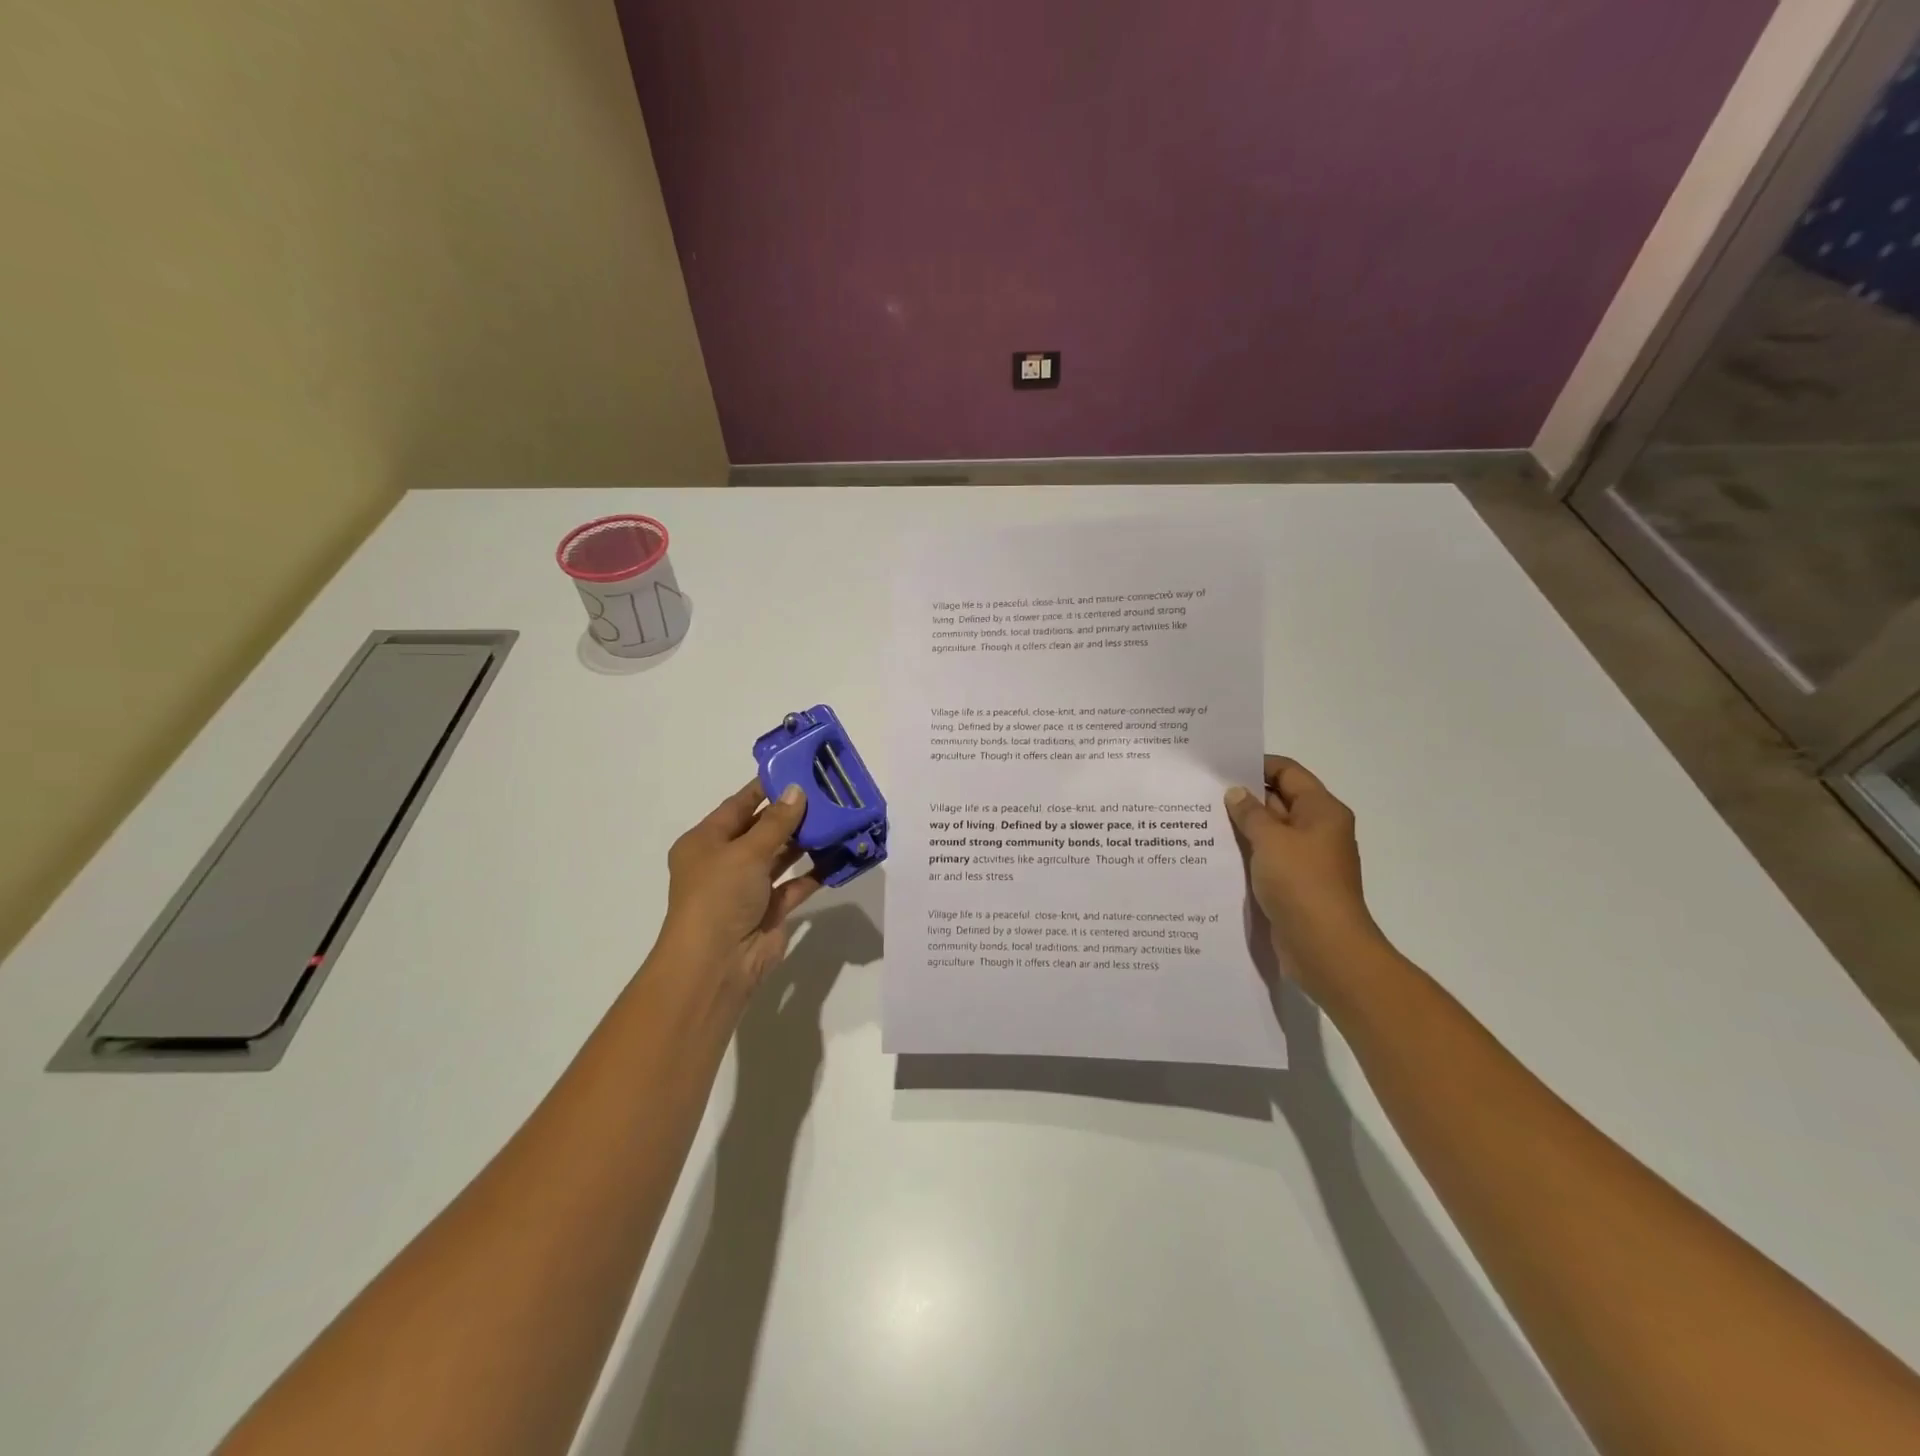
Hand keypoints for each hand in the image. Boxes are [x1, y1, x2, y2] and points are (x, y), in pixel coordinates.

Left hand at [655, 779, 822, 1004]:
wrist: (717, 963)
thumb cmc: (720, 896)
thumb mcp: (746, 851)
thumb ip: (776, 822)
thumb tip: (797, 791)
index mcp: (705, 842)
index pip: (738, 806)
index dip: (766, 788)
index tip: (797, 770)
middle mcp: (724, 862)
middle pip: (762, 829)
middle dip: (792, 813)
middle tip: (827, 793)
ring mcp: (748, 887)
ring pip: (780, 856)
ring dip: (806, 841)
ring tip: (837, 818)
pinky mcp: (770, 909)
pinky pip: (796, 884)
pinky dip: (815, 871)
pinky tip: (839, 855)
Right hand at [1224, 756, 1389, 1002]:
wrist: (1324, 947)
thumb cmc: (1302, 883)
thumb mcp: (1271, 840)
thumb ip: (1250, 813)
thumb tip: (1236, 793)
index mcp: (1322, 811)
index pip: (1288, 773)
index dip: (1257, 765)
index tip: (1220, 766)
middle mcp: (1317, 830)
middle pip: (1278, 800)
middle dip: (1244, 796)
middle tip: (1201, 792)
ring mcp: (1306, 859)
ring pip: (1269, 832)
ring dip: (1241, 827)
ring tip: (1200, 820)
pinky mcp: (1293, 884)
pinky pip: (1266, 858)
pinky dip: (1246, 853)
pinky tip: (1214, 854)